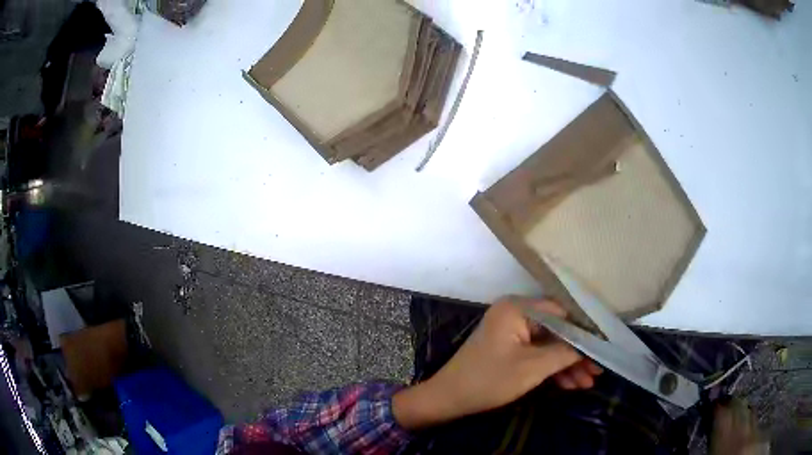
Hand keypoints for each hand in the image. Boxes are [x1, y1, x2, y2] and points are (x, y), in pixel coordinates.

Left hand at [393, 299, 601, 429]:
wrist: (449, 400)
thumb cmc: (488, 381)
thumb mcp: (532, 368)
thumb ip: (565, 353)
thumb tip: (591, 344)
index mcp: (517, 309)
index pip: (562, 313)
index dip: (585, 330)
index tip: (604, 346)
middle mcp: (515, 314)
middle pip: (557, 331)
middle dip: (577, 354)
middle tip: (597, 371)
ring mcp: (512, 332)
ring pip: (549, 345)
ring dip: (567, 365)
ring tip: (588, 383)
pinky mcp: (510, 348)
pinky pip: (537, 354)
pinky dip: (552, 369)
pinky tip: (570, 384)